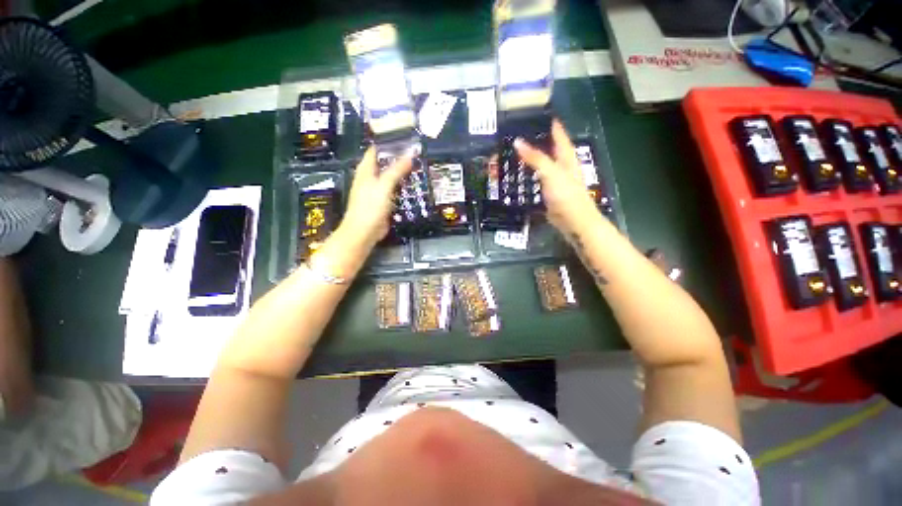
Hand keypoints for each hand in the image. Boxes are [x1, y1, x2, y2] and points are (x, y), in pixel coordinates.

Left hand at [337, 146, 414, 249]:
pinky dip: (402, 186)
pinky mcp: (383, 202)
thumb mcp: (384, 185)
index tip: (405, 138)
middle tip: (417, 153)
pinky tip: (413, 185)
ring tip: (419, 166)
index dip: (388, 143)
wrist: (364, 232)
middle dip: (399, 158)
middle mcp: (370, 177)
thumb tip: (410, 153)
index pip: (376, 150)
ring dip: (402, 173)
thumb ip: (397, 170)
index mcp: (366, 170)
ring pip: (391, 177)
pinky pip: (394, 190)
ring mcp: (377, 190)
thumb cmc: (370, 206)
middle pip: (385, 163)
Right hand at [514, 120, 600, 235]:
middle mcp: (561, 165)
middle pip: (548, 147)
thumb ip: (535, 158)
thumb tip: (517, 141)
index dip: (548, 122)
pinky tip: (517, 174)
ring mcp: (555, 179)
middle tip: (516, 133)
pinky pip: (535, 179)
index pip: (558, 133)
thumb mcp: (551, 172)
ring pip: (540, 163)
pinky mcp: (548, 192)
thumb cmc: (566, 195)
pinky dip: (527, 174)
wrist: (573, 221)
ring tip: (512, 152)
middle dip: (534, 140)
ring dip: (528, 158)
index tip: (535, 113)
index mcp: (566, 156)